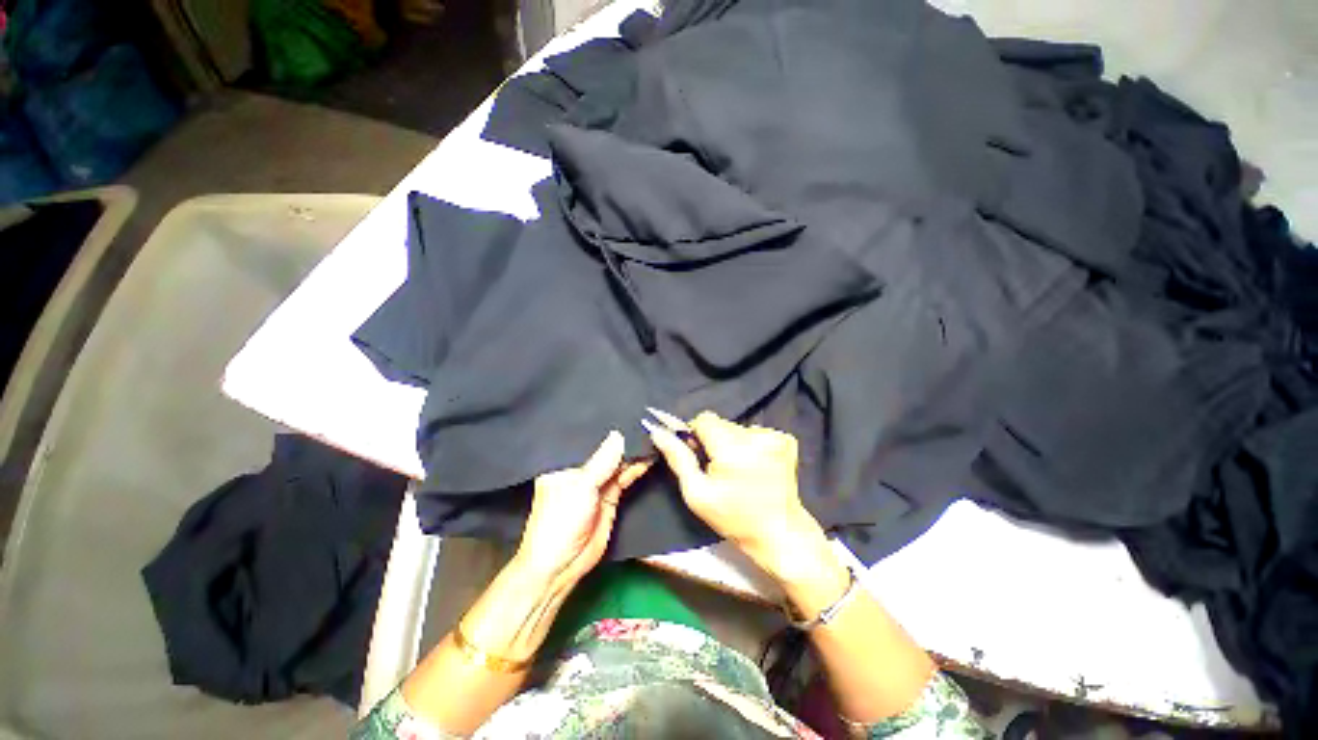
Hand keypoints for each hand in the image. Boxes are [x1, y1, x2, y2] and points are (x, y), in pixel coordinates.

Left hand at [514, 431, 649, 587]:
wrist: (563, 565)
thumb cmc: (560, 521)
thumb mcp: (581, 487)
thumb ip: (602, 461)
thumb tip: (619, 434)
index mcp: (563, 462)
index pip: (586, 437)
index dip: (604, 425)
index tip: (625, 409)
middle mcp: (581, 469)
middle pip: (605, 449)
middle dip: (622, 437)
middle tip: (645, 420)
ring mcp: (597, 482)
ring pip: (618, 462)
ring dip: (633, 453)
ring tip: (652, 436)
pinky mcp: (610, 496)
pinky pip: (625, 477)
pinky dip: (637, 468)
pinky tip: (649, 456)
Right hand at [647, 412, 831, 580]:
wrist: (780, 533)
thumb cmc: (734, 518)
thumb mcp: (697, 494)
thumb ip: (678, 458)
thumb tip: (657, 430)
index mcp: (733, 449)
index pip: (704, 419)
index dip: (696, 435)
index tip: (699, 456)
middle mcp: (756, 436)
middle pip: (721, 423)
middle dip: (713, 440)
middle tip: (717, 467)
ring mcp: (775, 436)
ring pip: (736, 427)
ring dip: (731, 442)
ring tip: (738, 469)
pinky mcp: (786, 440)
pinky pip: (755, 432)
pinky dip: (750, 444)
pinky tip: (754, 465)